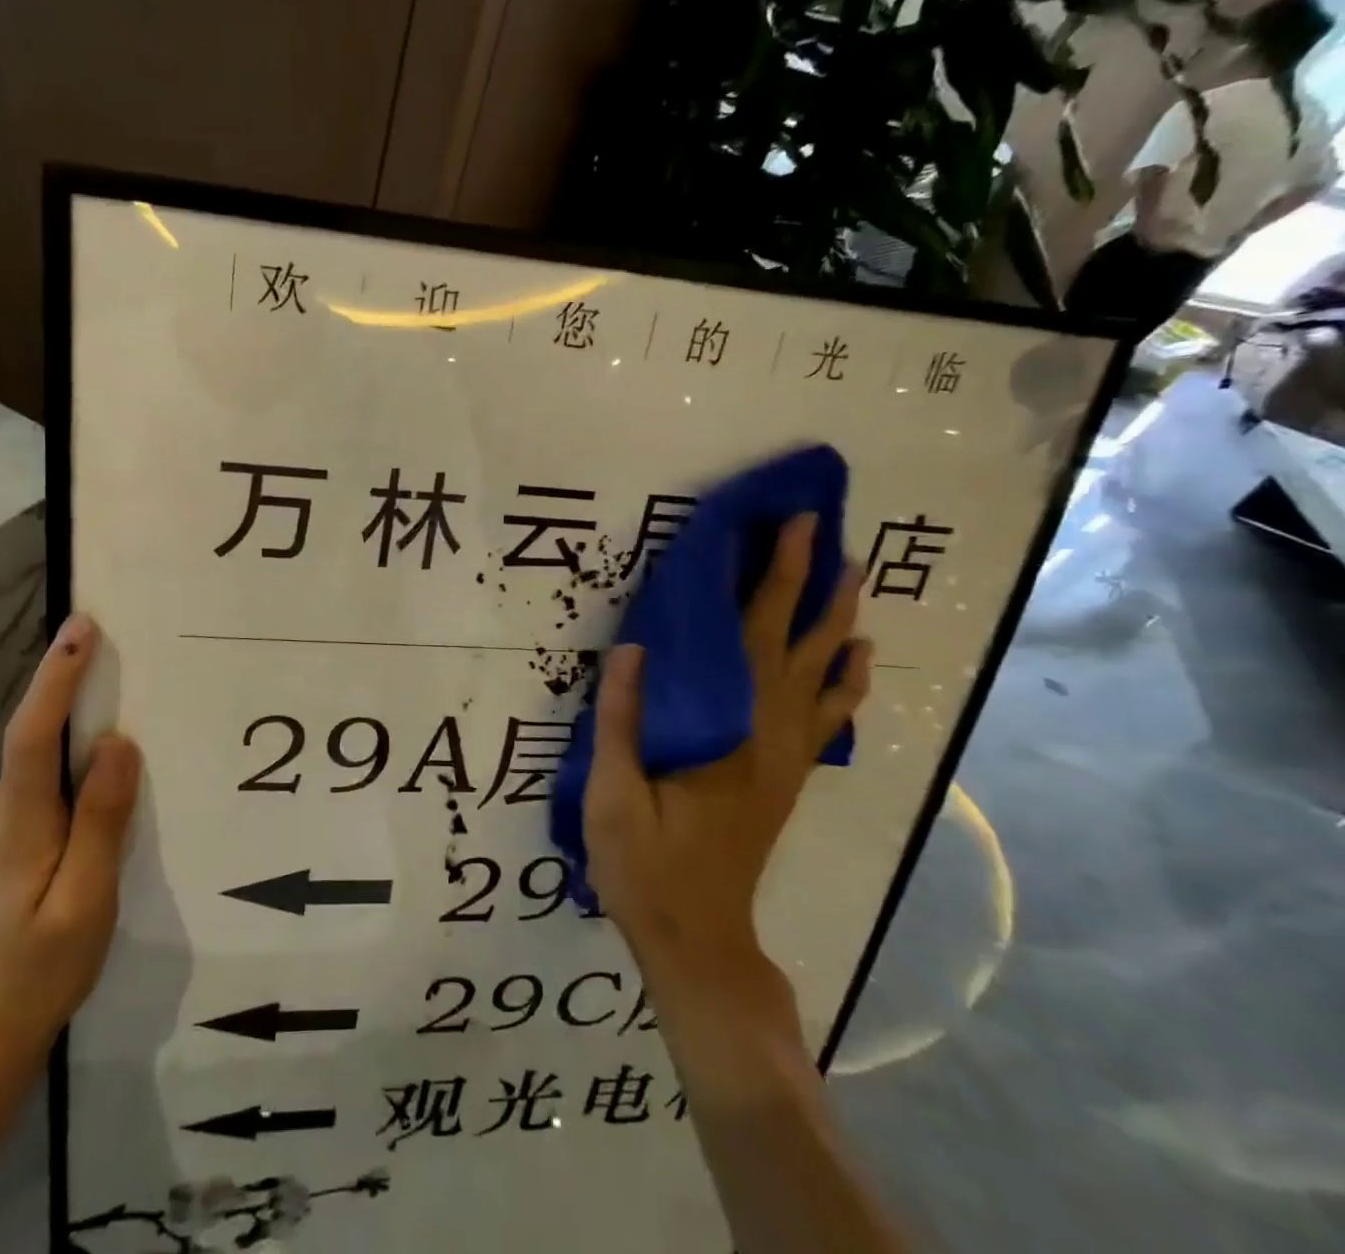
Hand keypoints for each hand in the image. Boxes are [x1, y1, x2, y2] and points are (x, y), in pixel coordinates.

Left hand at [0, 614, 139, 1069]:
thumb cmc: (42, 969)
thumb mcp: (88, 900)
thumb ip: (101, 819)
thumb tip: (117, 743)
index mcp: (17, 823)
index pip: (33, 734)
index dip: (57, 677)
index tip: (82, 627)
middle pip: (42, 741)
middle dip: (83, 704)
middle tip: (134, 679)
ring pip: (44, 766)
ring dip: (82, 750)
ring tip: (131, 757)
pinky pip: (41, 786)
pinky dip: (72, 777)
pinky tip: (99, 805)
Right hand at [583, 514, 871, 1003]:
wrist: (697, 940)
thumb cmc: (647, 867)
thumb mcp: (614, 795)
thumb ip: (623, 721)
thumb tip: (633, 647)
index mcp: (730, 730)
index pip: (756, 637)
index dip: (775, 579)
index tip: (791, 530)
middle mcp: (772, 735)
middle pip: (800, 647)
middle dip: (814, 586)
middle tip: (827, 535)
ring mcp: (787, 758)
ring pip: (825, 678)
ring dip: (840, 624)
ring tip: (852, 579)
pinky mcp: (787, 776)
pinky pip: (829, 717)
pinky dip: (848, 682)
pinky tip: (857, 661)